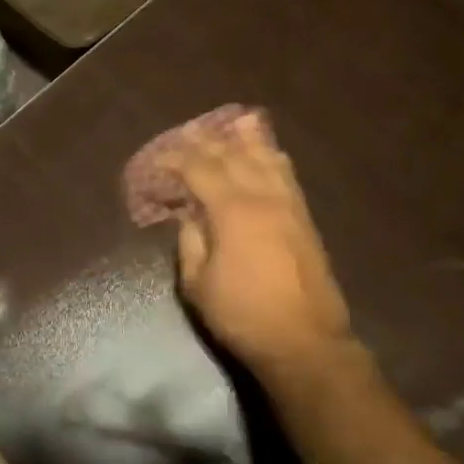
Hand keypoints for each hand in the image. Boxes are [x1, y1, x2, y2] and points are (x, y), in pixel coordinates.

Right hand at [159, 111, 354, 372]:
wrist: (304, 341)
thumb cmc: (242, 315)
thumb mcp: (198, 284)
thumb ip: (190, 241)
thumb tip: (189, 215)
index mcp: (232, 210)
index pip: (199, 169)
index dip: (175, 160)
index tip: (158, 161)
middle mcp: (263, 196)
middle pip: (233, 155)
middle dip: (208, 141)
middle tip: (188, 132)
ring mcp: (289, 204)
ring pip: (267, 157)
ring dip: (247, 139)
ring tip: (235, 122)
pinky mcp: (305, 217)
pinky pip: (287, 174)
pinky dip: (273, 157)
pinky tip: (268, 152)